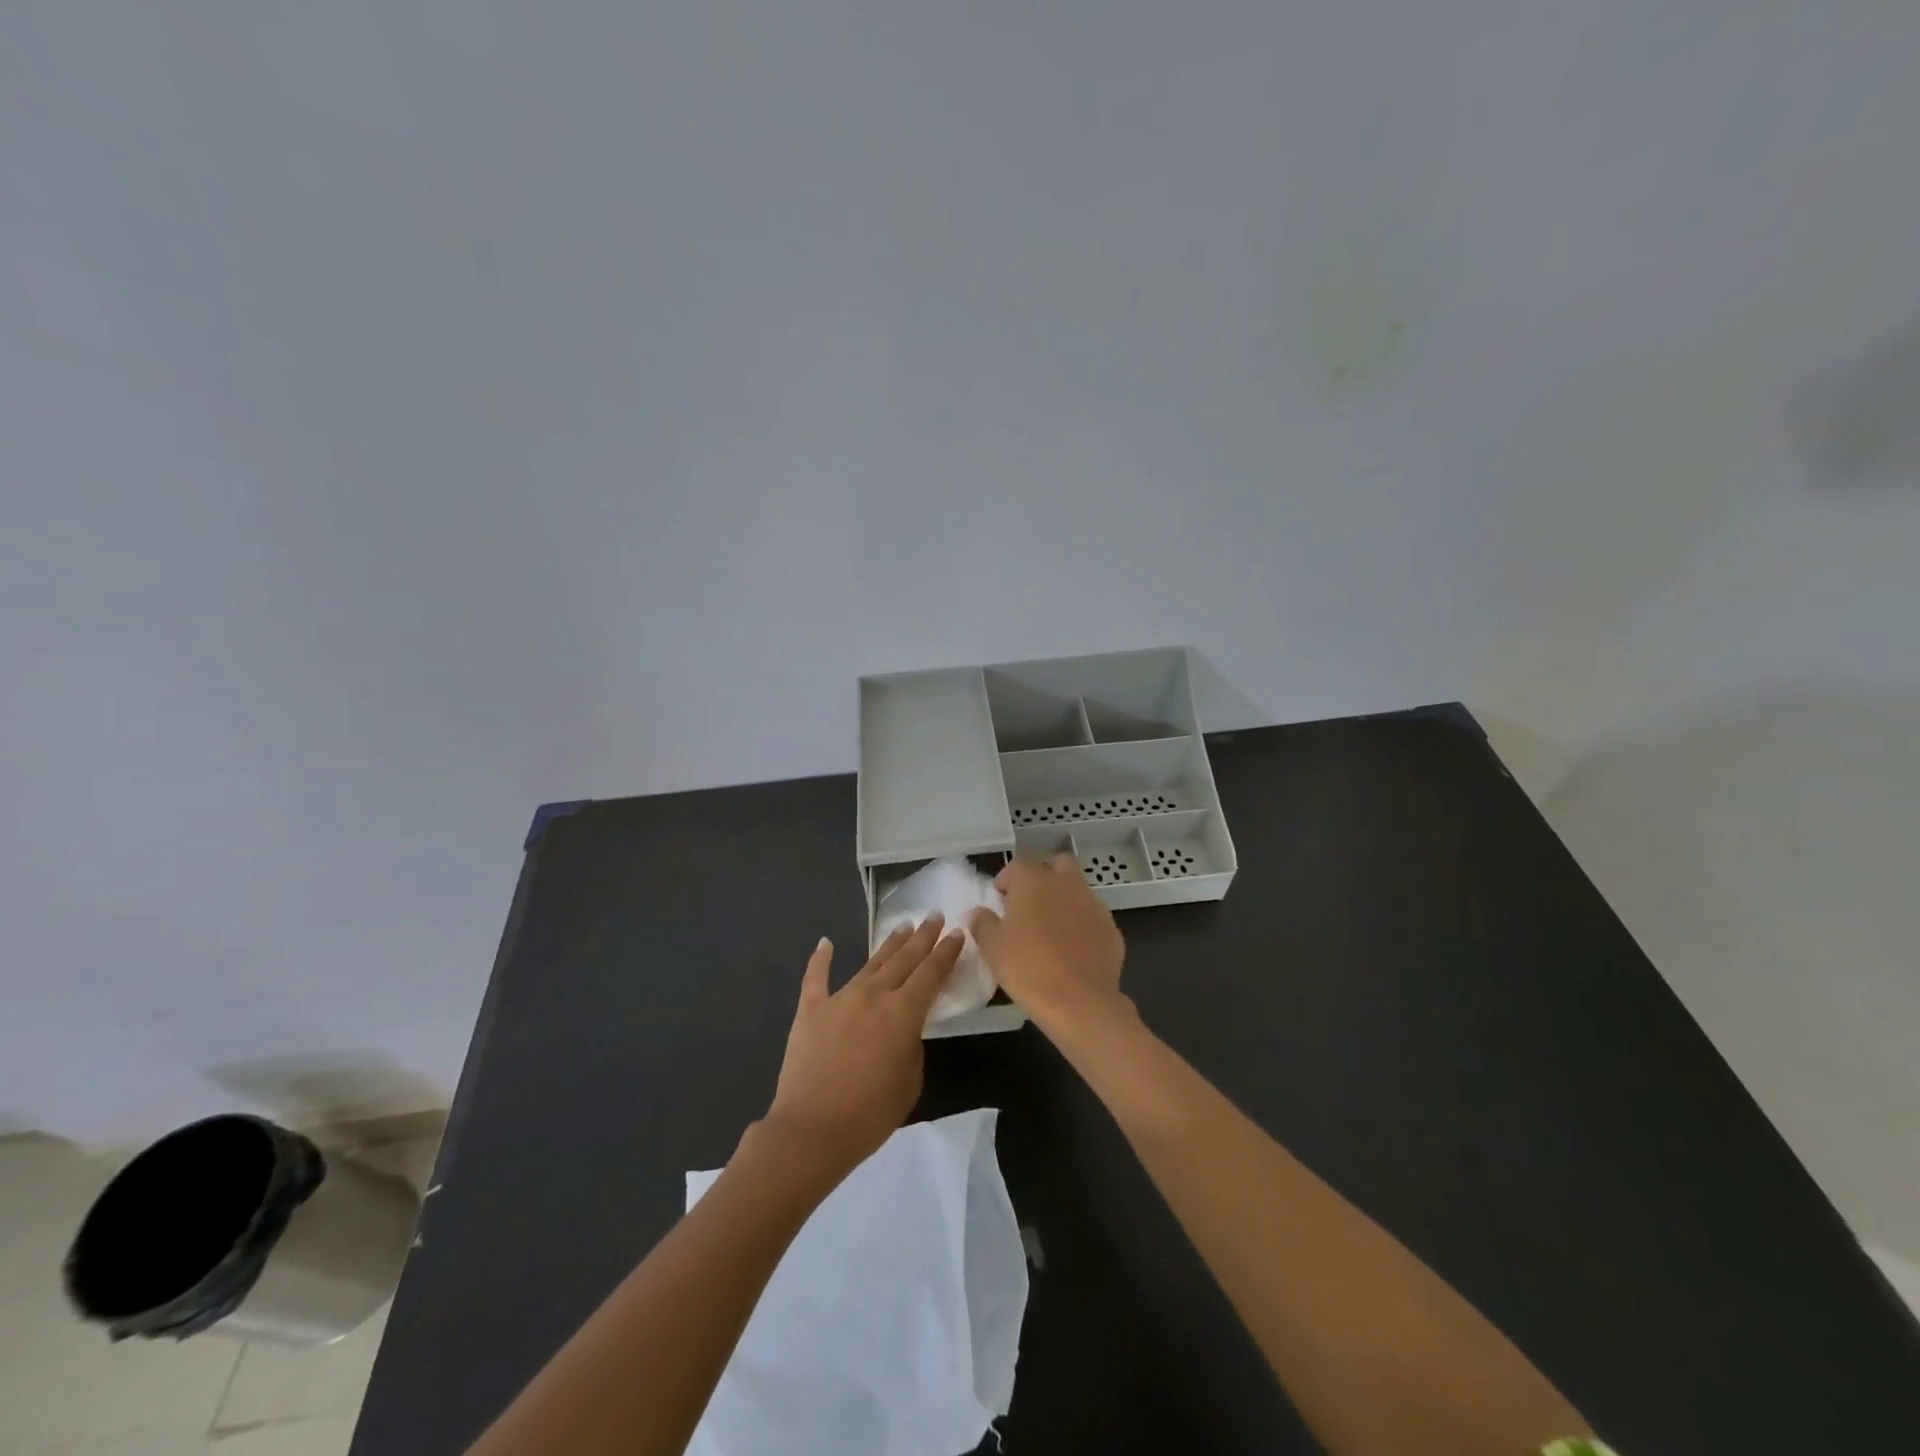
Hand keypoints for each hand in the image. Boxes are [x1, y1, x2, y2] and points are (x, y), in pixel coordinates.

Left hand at [764, 917, 962, 1178]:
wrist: (811, 1130)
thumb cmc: (869, 1114)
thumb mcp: (910, 1082)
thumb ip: (912, 1047)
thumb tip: (903, 1029)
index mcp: (903, 1013)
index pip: (931, 973)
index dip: (946, 952)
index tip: (957, 932)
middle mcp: (874, 995)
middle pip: (904, 959)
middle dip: (923, 937)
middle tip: (934, 916)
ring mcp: (840, 998)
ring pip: (870, 963)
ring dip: (889, 944)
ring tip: (903, 927)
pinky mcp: (811, 1009)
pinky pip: (816, 977)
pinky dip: (821, 958)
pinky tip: (825, 942)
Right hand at [969, 855, 1127, 1034]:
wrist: (1079, 1001)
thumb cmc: (1027, 967)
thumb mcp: (992, 947)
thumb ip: (983, 923)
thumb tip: (978, 912)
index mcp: (1034, 880)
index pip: (1018, 865)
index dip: (1007, 879)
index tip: (1000, 899)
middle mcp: (1066, 883)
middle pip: (1057, 864)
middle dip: (1045, 876)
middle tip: (1030, 903)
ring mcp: (1093, 904)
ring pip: (1078, 890)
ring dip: (1065, 900)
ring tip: (1052, 930)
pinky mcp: (1111, 928)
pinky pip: (1093, 917)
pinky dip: (1083, 925)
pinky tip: (1073, 950)